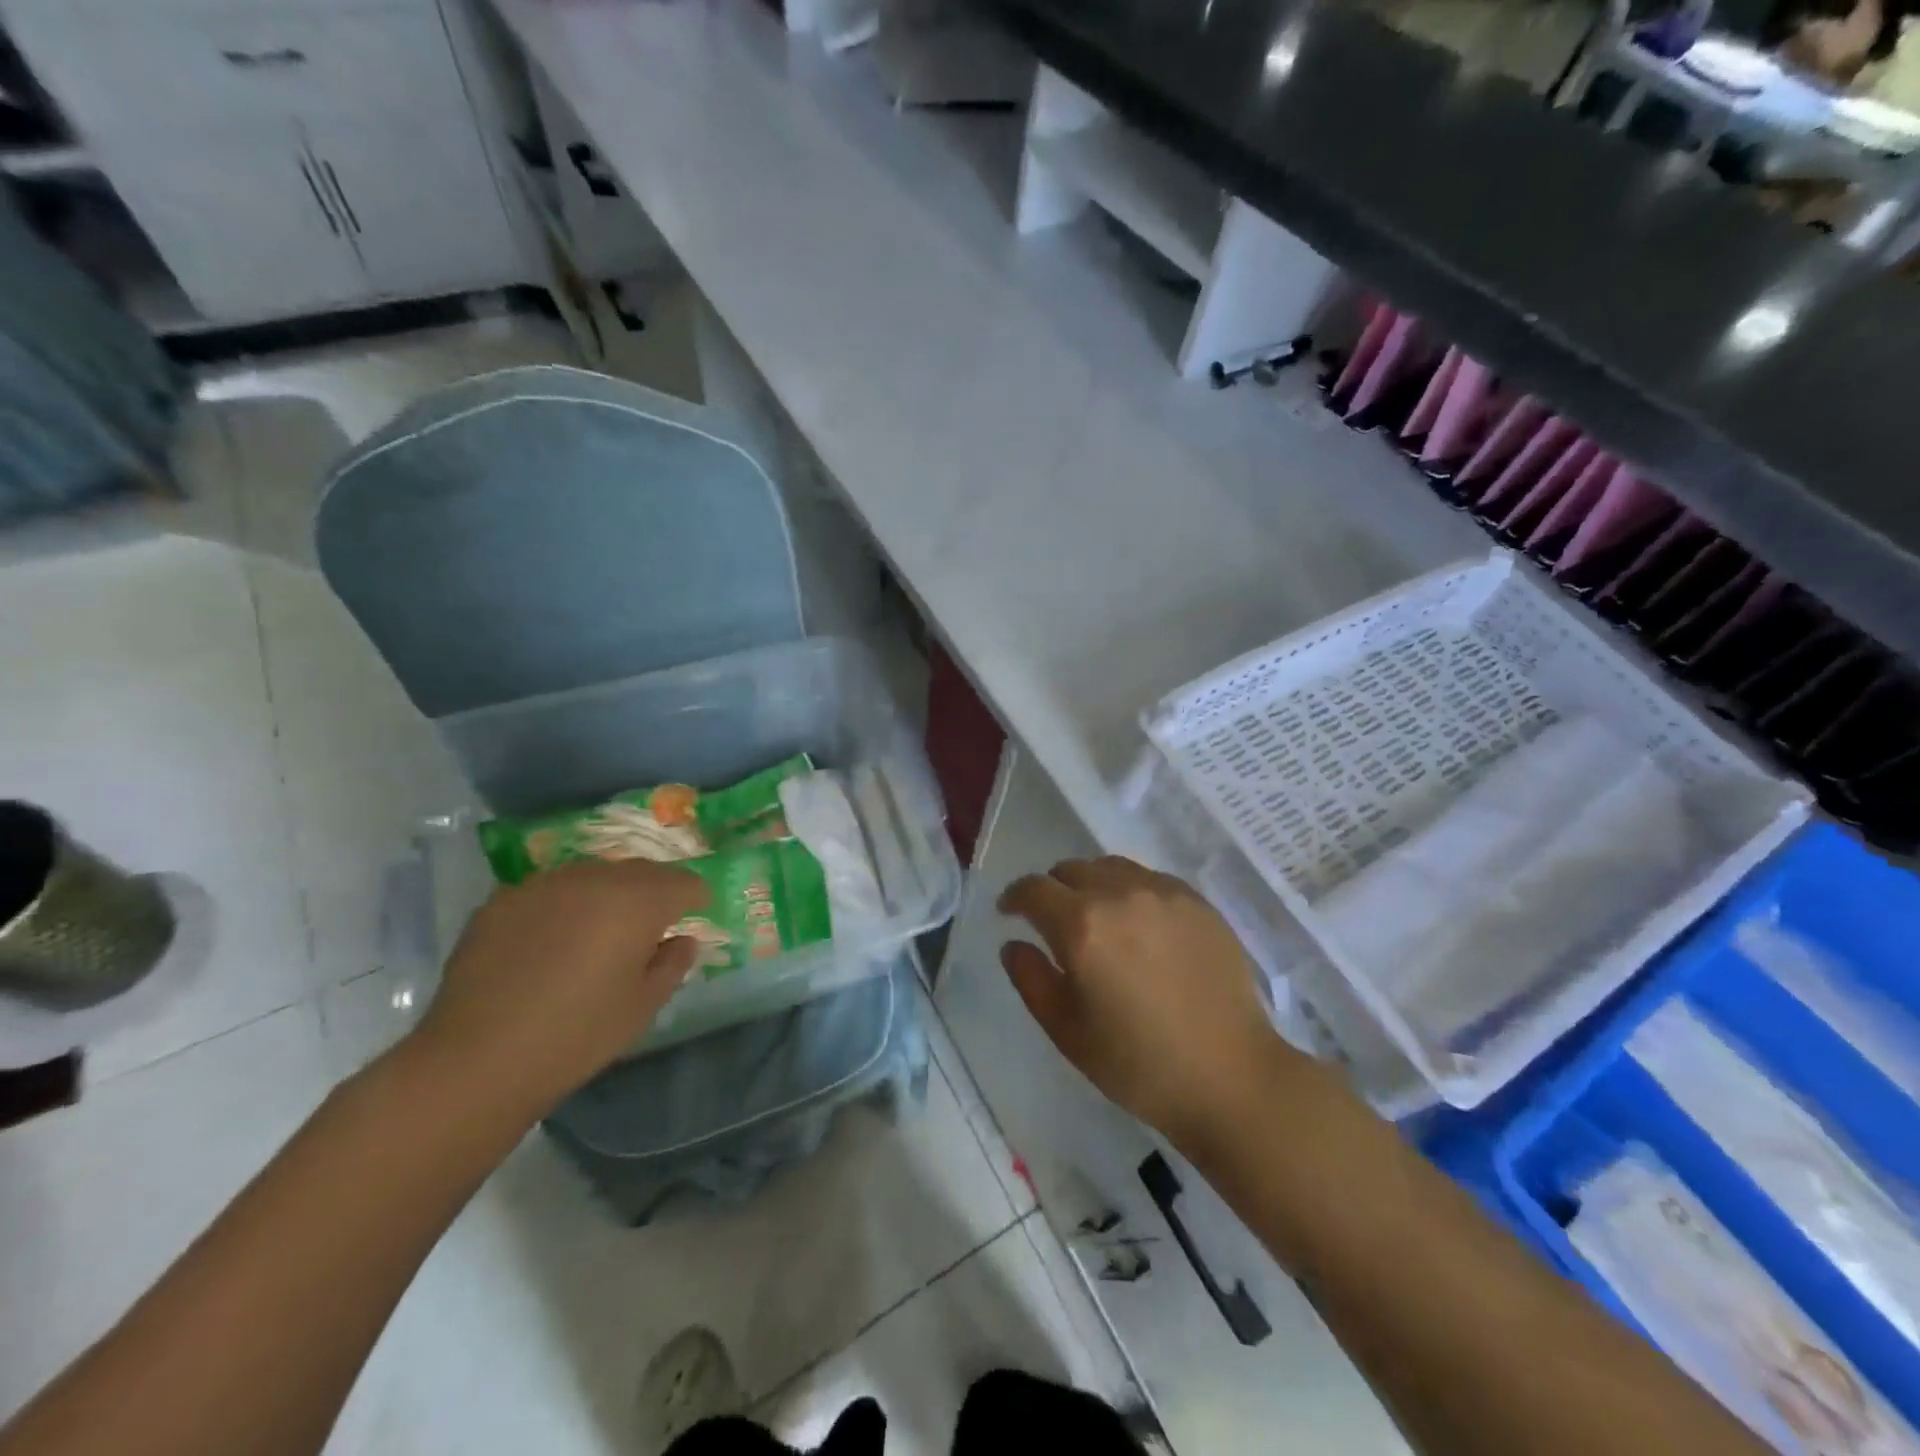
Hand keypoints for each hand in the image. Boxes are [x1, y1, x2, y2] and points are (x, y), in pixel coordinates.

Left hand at [410, 858, 707, 1118]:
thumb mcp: (642, 1007)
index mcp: (637, 901)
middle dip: (653, 893)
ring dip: (607, 895)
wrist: (475, 1060)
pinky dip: (564, 907)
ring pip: (593, 875)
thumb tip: (683, 940)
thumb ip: (672, 964)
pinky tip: (551, 943)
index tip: (694, 918)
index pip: (683, 882)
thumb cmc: (576, 1036)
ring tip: (599, 932)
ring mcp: (543, 885)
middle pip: (640, 871)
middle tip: (651, 927)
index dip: (695, 899)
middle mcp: (594, 878)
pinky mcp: (502, 900)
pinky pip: (550, 892)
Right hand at [999, 857, 1300, 1144]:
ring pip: (1110, 867)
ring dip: (1091, 885)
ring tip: (1098, 918)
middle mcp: (1119, 894)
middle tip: (1054, 922)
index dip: (1014, 897)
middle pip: (1070, 870)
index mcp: (1081, 925)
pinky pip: (1148, 879)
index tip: (1009, 913)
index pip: (1033, 889)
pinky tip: (1139, 925)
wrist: (1230, 1076)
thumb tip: (1015, 944)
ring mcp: (1162, 893)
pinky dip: (1129, 891)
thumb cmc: (1138, 1063)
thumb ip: (1030, 978)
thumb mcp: (1067, 1031)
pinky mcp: (1196, 901)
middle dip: (1052, 891)